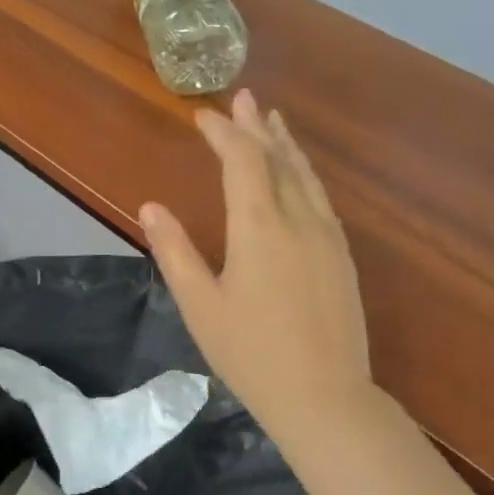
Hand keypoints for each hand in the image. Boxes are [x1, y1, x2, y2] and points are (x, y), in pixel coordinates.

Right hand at [140, 89, 374, 452]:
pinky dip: (305, 175)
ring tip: (274, 121)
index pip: (242, 162)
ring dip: (286, 146)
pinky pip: (321, 199)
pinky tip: (300, 178)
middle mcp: (299, 219)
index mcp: (259, 227)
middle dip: (256, 127)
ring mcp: (328, 237)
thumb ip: (175, 252)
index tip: (203, 116)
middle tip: (243, 98)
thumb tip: (150, 207)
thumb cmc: (251, 354)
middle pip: (278, 159)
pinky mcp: (343, 257)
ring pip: (306, 176)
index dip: (223, 134)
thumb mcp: (200, 306)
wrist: (324, 396)